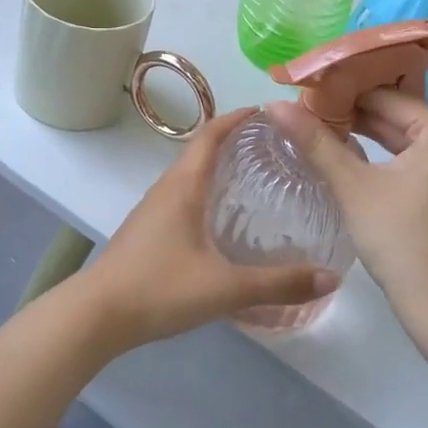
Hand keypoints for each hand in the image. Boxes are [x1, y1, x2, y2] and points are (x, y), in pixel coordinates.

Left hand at [81, 109, 340, 351]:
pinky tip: (221, 221)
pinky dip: (205, 193)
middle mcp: (167, 188)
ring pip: (189, 176)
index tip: (266, 112)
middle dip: (233, 141)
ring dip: (217, 167)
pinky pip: (181, 197)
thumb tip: (331, 278)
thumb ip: (278, 284)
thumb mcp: (225, 287)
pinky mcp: (147, 231)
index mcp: (184, 185)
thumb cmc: (159, 288)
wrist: (96, 316)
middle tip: (271, 148)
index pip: (210, 134)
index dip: (236, 118)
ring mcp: (152, 210)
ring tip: (253, 179)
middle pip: (200, 151)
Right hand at [266, 90, 427, 342]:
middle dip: (354, 116)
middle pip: (399, 116)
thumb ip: (315, 141)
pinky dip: (391, 159)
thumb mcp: (352, 186)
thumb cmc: (400, 240)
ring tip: (324, 133)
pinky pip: (421, 160)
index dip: (341, 94)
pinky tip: (357, 161)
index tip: (305, 96)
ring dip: (370, 137)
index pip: (385, 96)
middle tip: (308, 114)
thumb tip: (275, 104)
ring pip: (409, 139)